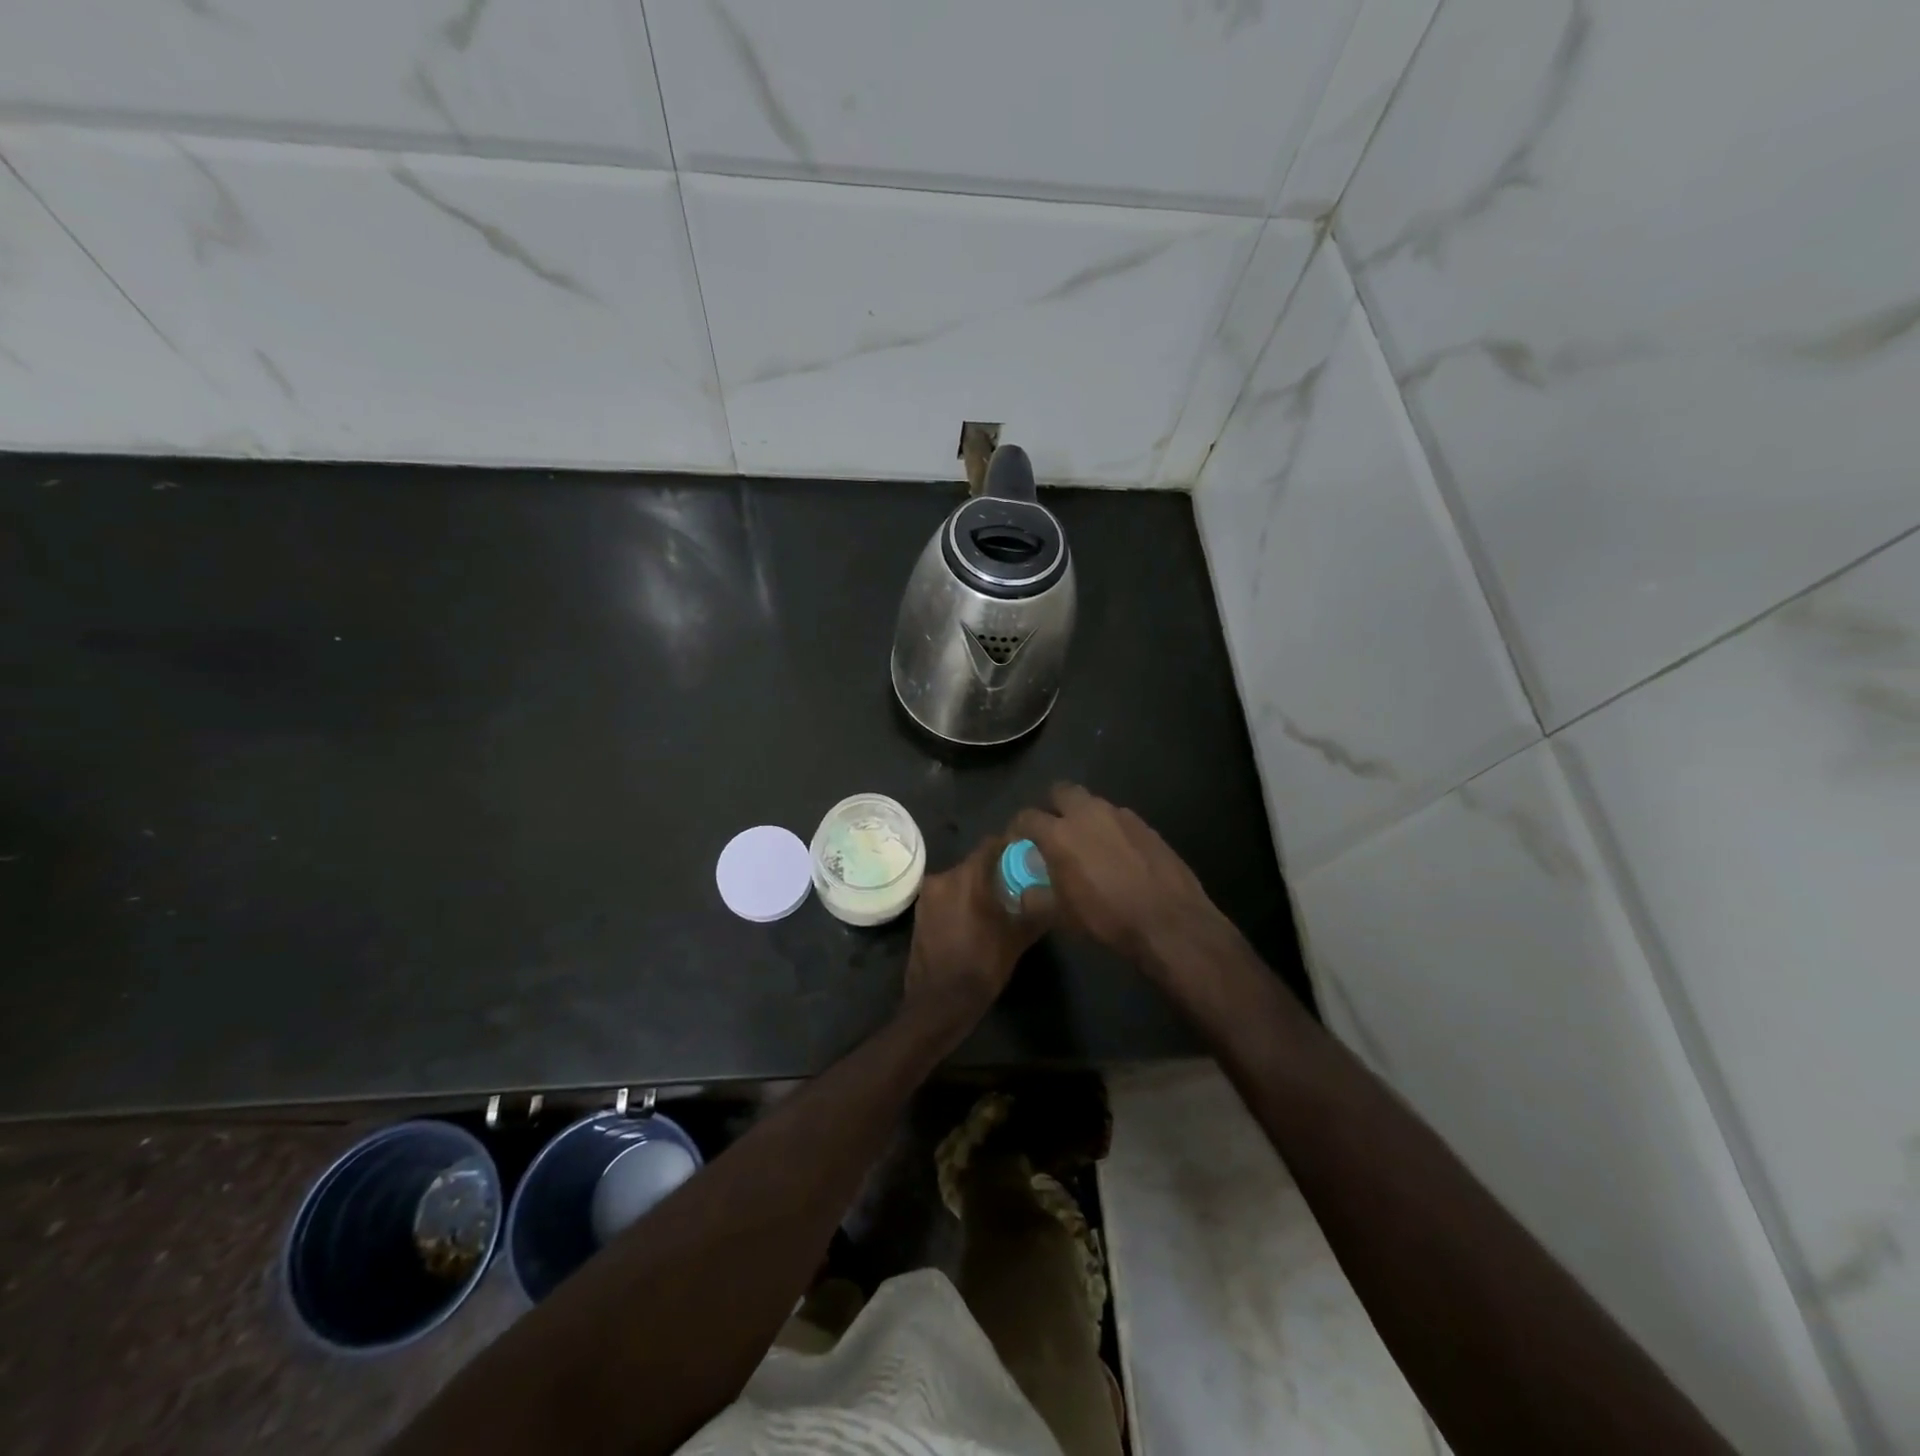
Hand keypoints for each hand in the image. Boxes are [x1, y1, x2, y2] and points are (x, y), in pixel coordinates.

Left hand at [902, 834, 1049, 1028]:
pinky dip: (961, 900)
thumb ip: (1035, 910)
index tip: (1027, 857)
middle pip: (975, 863)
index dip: (1010, 848)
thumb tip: (1052, 893)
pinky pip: (946, 896)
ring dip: (977, 887)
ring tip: (999, 904)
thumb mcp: (1016, 939)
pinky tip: (976, 919)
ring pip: (959, 880)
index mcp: (966, 877)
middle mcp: (942, 878)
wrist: (939, 1002)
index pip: (991, 845)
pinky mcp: (920, 913)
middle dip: (995, 871)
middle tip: (1018, 884)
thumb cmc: (981, 966)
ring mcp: (927, 896)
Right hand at [1011, 785, 1223, 969]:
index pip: (1027, 817)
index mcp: (1060, 833)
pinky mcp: (1146, 825)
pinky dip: (1111, 830)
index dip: (1018, 828)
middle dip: (1053, 806)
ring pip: (1093, 804)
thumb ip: (1035, 899)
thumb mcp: (1061, 916)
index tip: (1019, 842)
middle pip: (1061, 792)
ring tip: (1087, 845)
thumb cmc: (1107, 917)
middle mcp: (1088, 813)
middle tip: (1053, 831)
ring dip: (1084, 817)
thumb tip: (1022, 894)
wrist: (1169, 921)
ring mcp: (1121, 815)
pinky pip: (1119, 819)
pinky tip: (1118, 855)